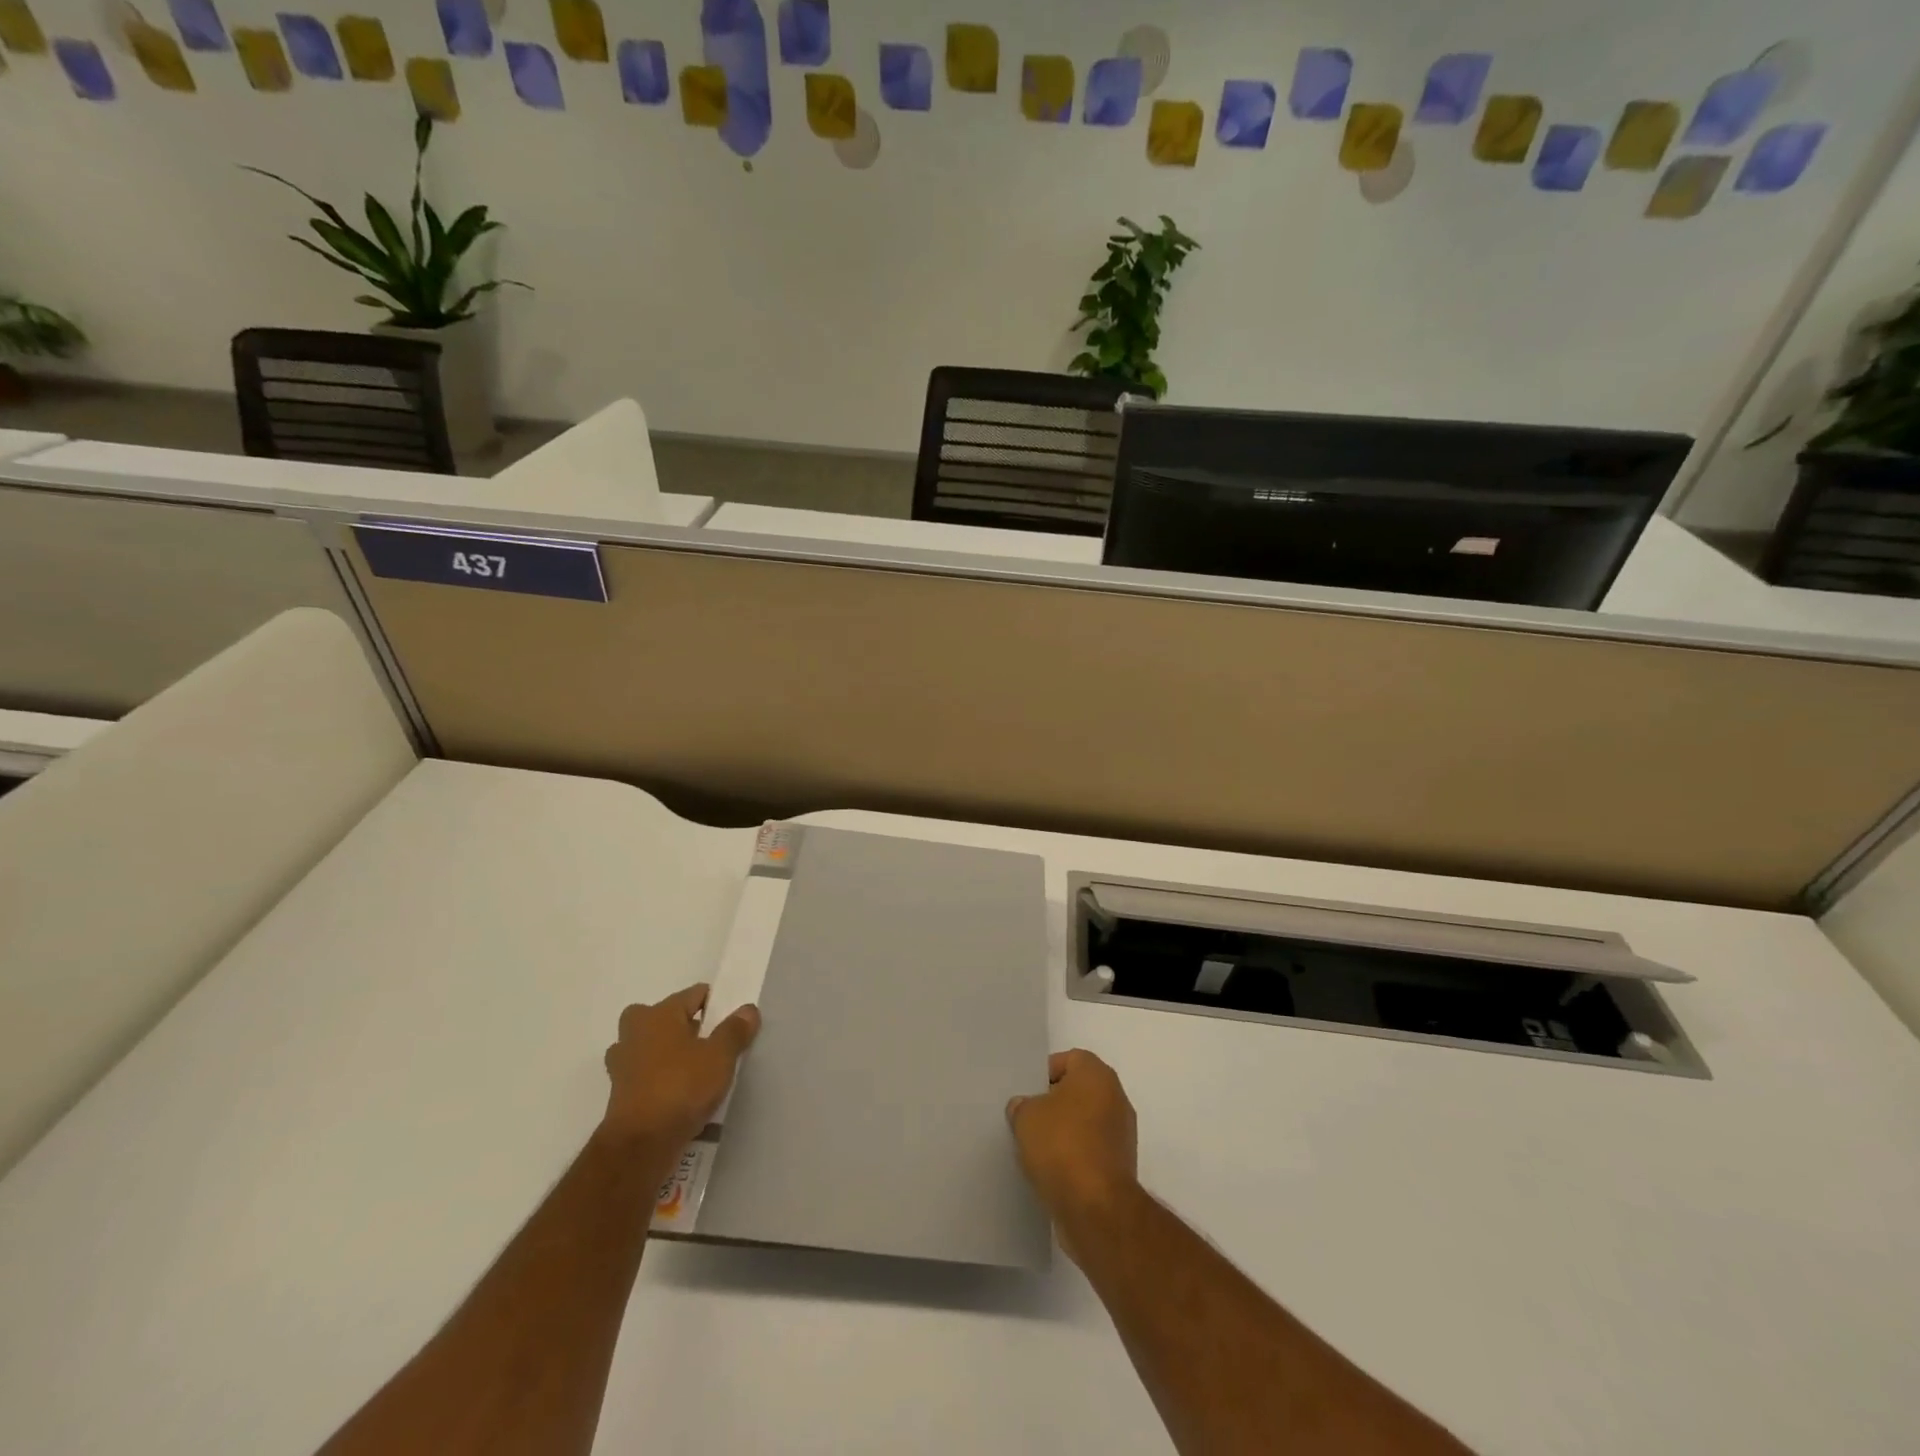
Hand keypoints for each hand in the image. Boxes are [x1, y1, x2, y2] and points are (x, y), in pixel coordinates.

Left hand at [600, 984, 759, 1165]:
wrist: (640, 1145)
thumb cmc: (681, 1087)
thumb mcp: (720, 1056)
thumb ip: (735, 1030)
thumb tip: (747, 1009)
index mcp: (658, 1014)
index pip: (693, 995)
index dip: (715, 1004)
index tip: (731, 1022)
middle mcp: (634, 1032)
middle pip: (665, 1017)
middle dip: (685, 1026)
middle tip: (709, 1044)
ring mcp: (622, 1063)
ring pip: (651, 1046)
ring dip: (668, 1053)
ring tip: (694, 1070)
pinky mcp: (619, 1092)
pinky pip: (645, 1073)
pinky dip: (659, 1078)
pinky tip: (679, 1093)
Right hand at [1006, 1049, 1138, 1253]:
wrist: (1096, 1208)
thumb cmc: (1061, 1146)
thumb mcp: (1026, 1117)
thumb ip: (1022, 1105)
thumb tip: (1024, 1107)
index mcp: (1097, 1075)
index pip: (1069, 1059)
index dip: (1045, 1073)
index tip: (1027, 1093)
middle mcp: (1116, 1098)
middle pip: (1079, 1091)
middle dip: (1054, 1103)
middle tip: (1028, 1118)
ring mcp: (1122, 1134)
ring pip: (1086, 1122)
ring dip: (1065, 1132)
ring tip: (1037, 1148)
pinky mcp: (1121, 1166)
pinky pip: (1092, 1150)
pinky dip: (1075, 1156)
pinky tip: (1053, 1170)